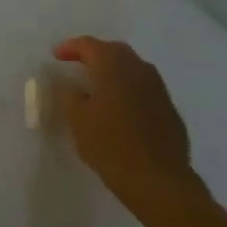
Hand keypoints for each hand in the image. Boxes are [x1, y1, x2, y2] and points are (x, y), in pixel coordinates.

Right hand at [52, 36, 200, 213]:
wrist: (160, 182)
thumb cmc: (111, 145)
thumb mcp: (77, 119)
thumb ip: (70, 96)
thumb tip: (73, 87)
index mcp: (113, 65)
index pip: (88, 45)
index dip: (70, 48)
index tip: (56, 57)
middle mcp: (139, 69)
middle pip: (114, 51)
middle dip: (95, 55)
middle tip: (78, 66)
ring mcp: (159, 90)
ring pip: (133, 69)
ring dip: (115, 72)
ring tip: (99, 87)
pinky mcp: (170, 111)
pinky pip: (145, 90)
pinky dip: (129, 91)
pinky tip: (121, 110)